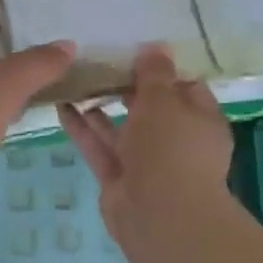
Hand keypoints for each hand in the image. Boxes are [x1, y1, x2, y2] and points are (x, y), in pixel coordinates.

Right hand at [57, 46, 234, 240]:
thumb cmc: (171, 148)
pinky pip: (99, 146)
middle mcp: (176, 141)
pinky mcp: (118, 177)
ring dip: (100, 106)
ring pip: (120, 128)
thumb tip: (157, 47)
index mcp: (201, 120)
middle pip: (150, 108)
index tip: (134, 49)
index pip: (185, 87)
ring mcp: (146, 162)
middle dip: (125, 86)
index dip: (162, 69)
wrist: (159, 215)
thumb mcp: (164, 101)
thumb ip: (155, 73)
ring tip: (74, 79)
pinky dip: (82, 128)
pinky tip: (62, 105)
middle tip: (97, 60)